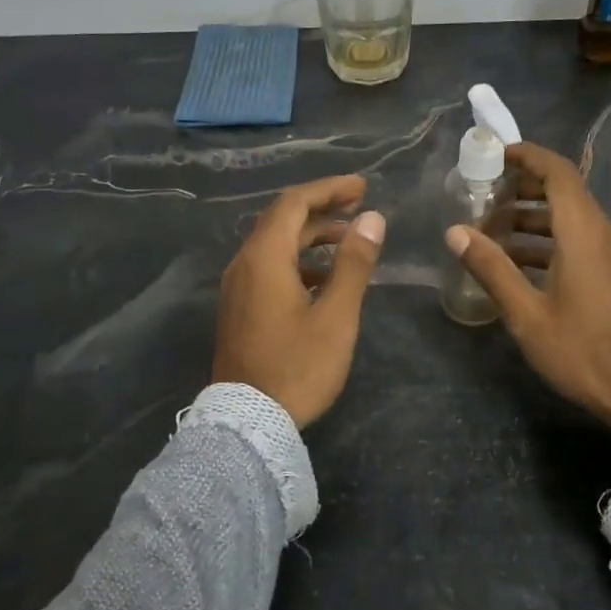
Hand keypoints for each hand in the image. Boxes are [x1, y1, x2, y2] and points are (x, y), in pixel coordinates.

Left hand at [213, 175, 385, 427]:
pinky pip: (269, 267)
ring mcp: (238, 287)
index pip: (294, 203)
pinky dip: (298, 260)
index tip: (363, 188)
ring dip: (311, 235)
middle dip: (321, 207)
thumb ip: (353, 264)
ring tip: (349, 240)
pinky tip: (324, 278)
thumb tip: (372, 219)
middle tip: (360, 205)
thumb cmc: (298, 367)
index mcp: (265, 258)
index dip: (329, 189)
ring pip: (275, 244)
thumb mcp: (336, 316)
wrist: (248, 421)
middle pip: (282, 219)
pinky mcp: (240, 307)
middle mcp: (244, 264)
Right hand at [445, 143, 610, 454]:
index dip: (528, 156)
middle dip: (522, 186)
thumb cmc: (581, 350)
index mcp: (582, 232)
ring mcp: (610, 254)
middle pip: (564, 191)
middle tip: (483, 195)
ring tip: (491, 230)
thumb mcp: (526, 312)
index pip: (558, 172)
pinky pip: (577, 240)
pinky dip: (546, 240)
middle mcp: (601, 233)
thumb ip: (491, 268)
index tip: (495, 155)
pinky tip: (516, 264)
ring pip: (569, 218)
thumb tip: (455, 232)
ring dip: (531, 216)